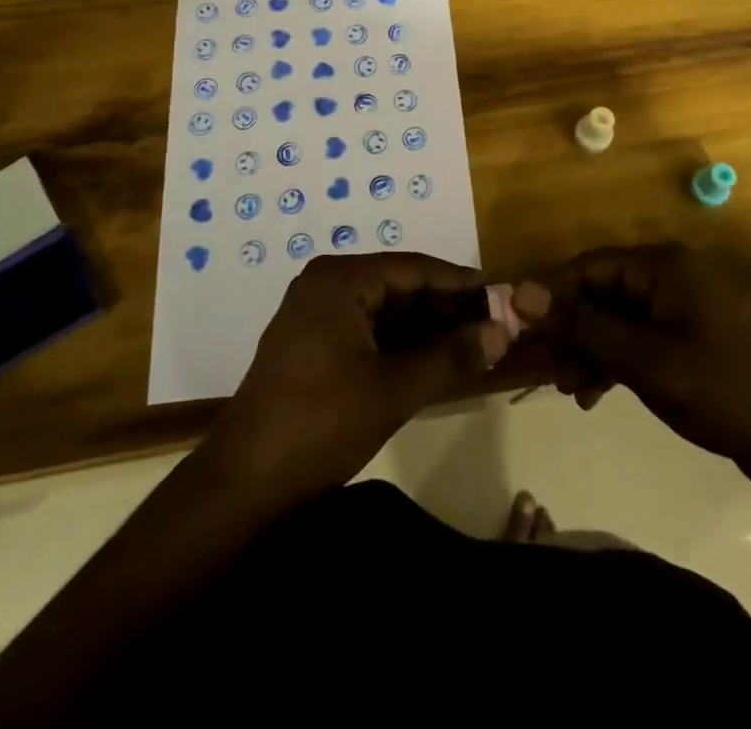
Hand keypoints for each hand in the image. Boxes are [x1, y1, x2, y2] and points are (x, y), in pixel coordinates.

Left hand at [205, 252, 517, 501]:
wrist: (245, 482)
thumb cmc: (321, 424)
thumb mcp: (394, 389)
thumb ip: (451, 355)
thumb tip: (504, 331)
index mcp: (341, 279)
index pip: (415, 268)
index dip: (462, 284)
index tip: (505, 298)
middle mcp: (328, 283)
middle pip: (401, 287)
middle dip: (448, 309)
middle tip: (497, 327)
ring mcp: (318, 312)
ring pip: (387, 310)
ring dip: (428, 329)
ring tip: (476, 345)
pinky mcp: (315, 341)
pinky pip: (370, 329)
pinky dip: (402, 344)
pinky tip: (437, 360)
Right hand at [539, 243, 750, 498]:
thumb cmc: (723, 389)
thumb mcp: (645, 360)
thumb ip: (583, 325)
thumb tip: (520, 292)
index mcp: (662, 266)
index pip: (587, 267)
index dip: (549, 295)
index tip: (515, 326)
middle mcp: (667, 278)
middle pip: (598, 294)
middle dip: (569, 331)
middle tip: (539, 369)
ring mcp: (677, 311)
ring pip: (613, 322)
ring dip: (587, 352)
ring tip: (567, 389)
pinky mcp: (684, 342)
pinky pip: (633, 342)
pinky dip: (611, 364)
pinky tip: (592, 395)